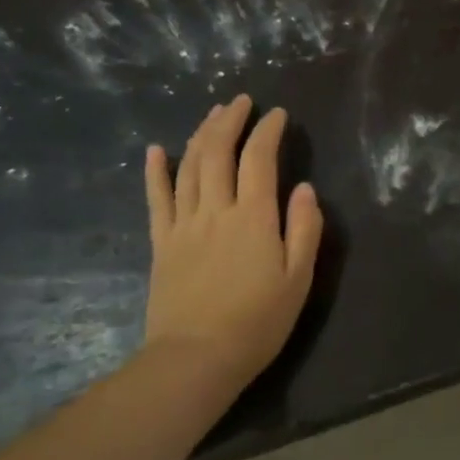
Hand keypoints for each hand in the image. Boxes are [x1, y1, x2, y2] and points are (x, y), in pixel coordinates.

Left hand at [142, 95, 322, 390]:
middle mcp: (216, 210)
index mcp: (254, 217)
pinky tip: (156, 150)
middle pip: (218, 152)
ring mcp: (183, 225)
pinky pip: (156, 199)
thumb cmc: (258, 321)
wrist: (196, 358)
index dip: (268, 131)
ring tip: (212, 114)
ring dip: (200, 135)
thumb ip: (304, 228)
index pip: (259, 159)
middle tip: (240, 101)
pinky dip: (155, 171)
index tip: (278, 114)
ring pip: (188, 167)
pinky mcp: (162, 243)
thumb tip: (303, 188)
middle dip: (230, 121)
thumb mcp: (298, 278)